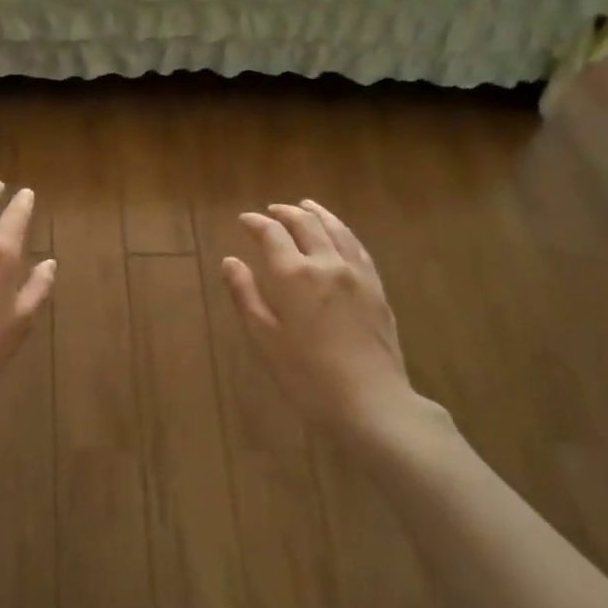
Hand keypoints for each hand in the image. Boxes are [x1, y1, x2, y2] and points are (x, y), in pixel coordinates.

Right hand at [221, 200, 452, 451]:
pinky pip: (358, 246)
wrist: (370, 401)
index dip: (256, 223)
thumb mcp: (265, 339)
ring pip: (336, 229)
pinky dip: (342, 231)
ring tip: (306, 207)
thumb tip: (230, 261)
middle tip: (272, 210)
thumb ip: (246, 295)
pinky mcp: (377, 288)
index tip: (244, 219)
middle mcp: (327, 263)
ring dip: (318, 214)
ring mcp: (357, 273)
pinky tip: (340, 234)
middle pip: (306, 225)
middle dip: (286, 213)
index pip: (272, 234)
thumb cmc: (306, 376)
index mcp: (294, 275)